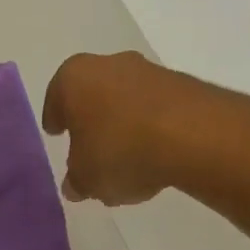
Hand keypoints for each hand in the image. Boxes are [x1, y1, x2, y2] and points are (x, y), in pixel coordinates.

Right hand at [42, 52, 197, 205]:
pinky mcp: (183, 84)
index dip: (55, 120)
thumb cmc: (119, 150)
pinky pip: (155, 110)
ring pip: (126, 101)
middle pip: (92, 96)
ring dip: (123, 125)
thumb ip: (76, 181)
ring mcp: (148, 71)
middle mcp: (108, 65)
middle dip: (91, 121)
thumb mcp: (86, 178)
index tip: (56, 134)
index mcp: (73, 79)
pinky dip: (151, 129)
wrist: (194, 135)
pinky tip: (154, 158)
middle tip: (89, 149)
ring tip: (127, 162)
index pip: (55, 100)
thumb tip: (75, 185)